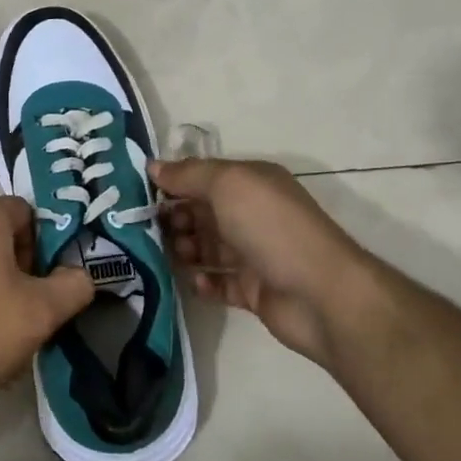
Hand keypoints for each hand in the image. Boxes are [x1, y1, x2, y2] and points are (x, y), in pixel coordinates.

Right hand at [152, 157, 376, 369]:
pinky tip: (195, 281)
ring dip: (185, 249)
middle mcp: (254, 215)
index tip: (140, 195)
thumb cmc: (272, 228)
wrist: (321, 294)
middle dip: (175, 218)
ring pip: (209, 248)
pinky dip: (204, 282)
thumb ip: (188, 175)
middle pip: (203, 213)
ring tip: (170, 254)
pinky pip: (220, 283)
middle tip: (150, 228)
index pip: (204, 177)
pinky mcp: (254, 291)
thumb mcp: (228, 185)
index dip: (174, 183)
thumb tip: (153, 166)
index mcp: (252, 183)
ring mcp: (255, 255)